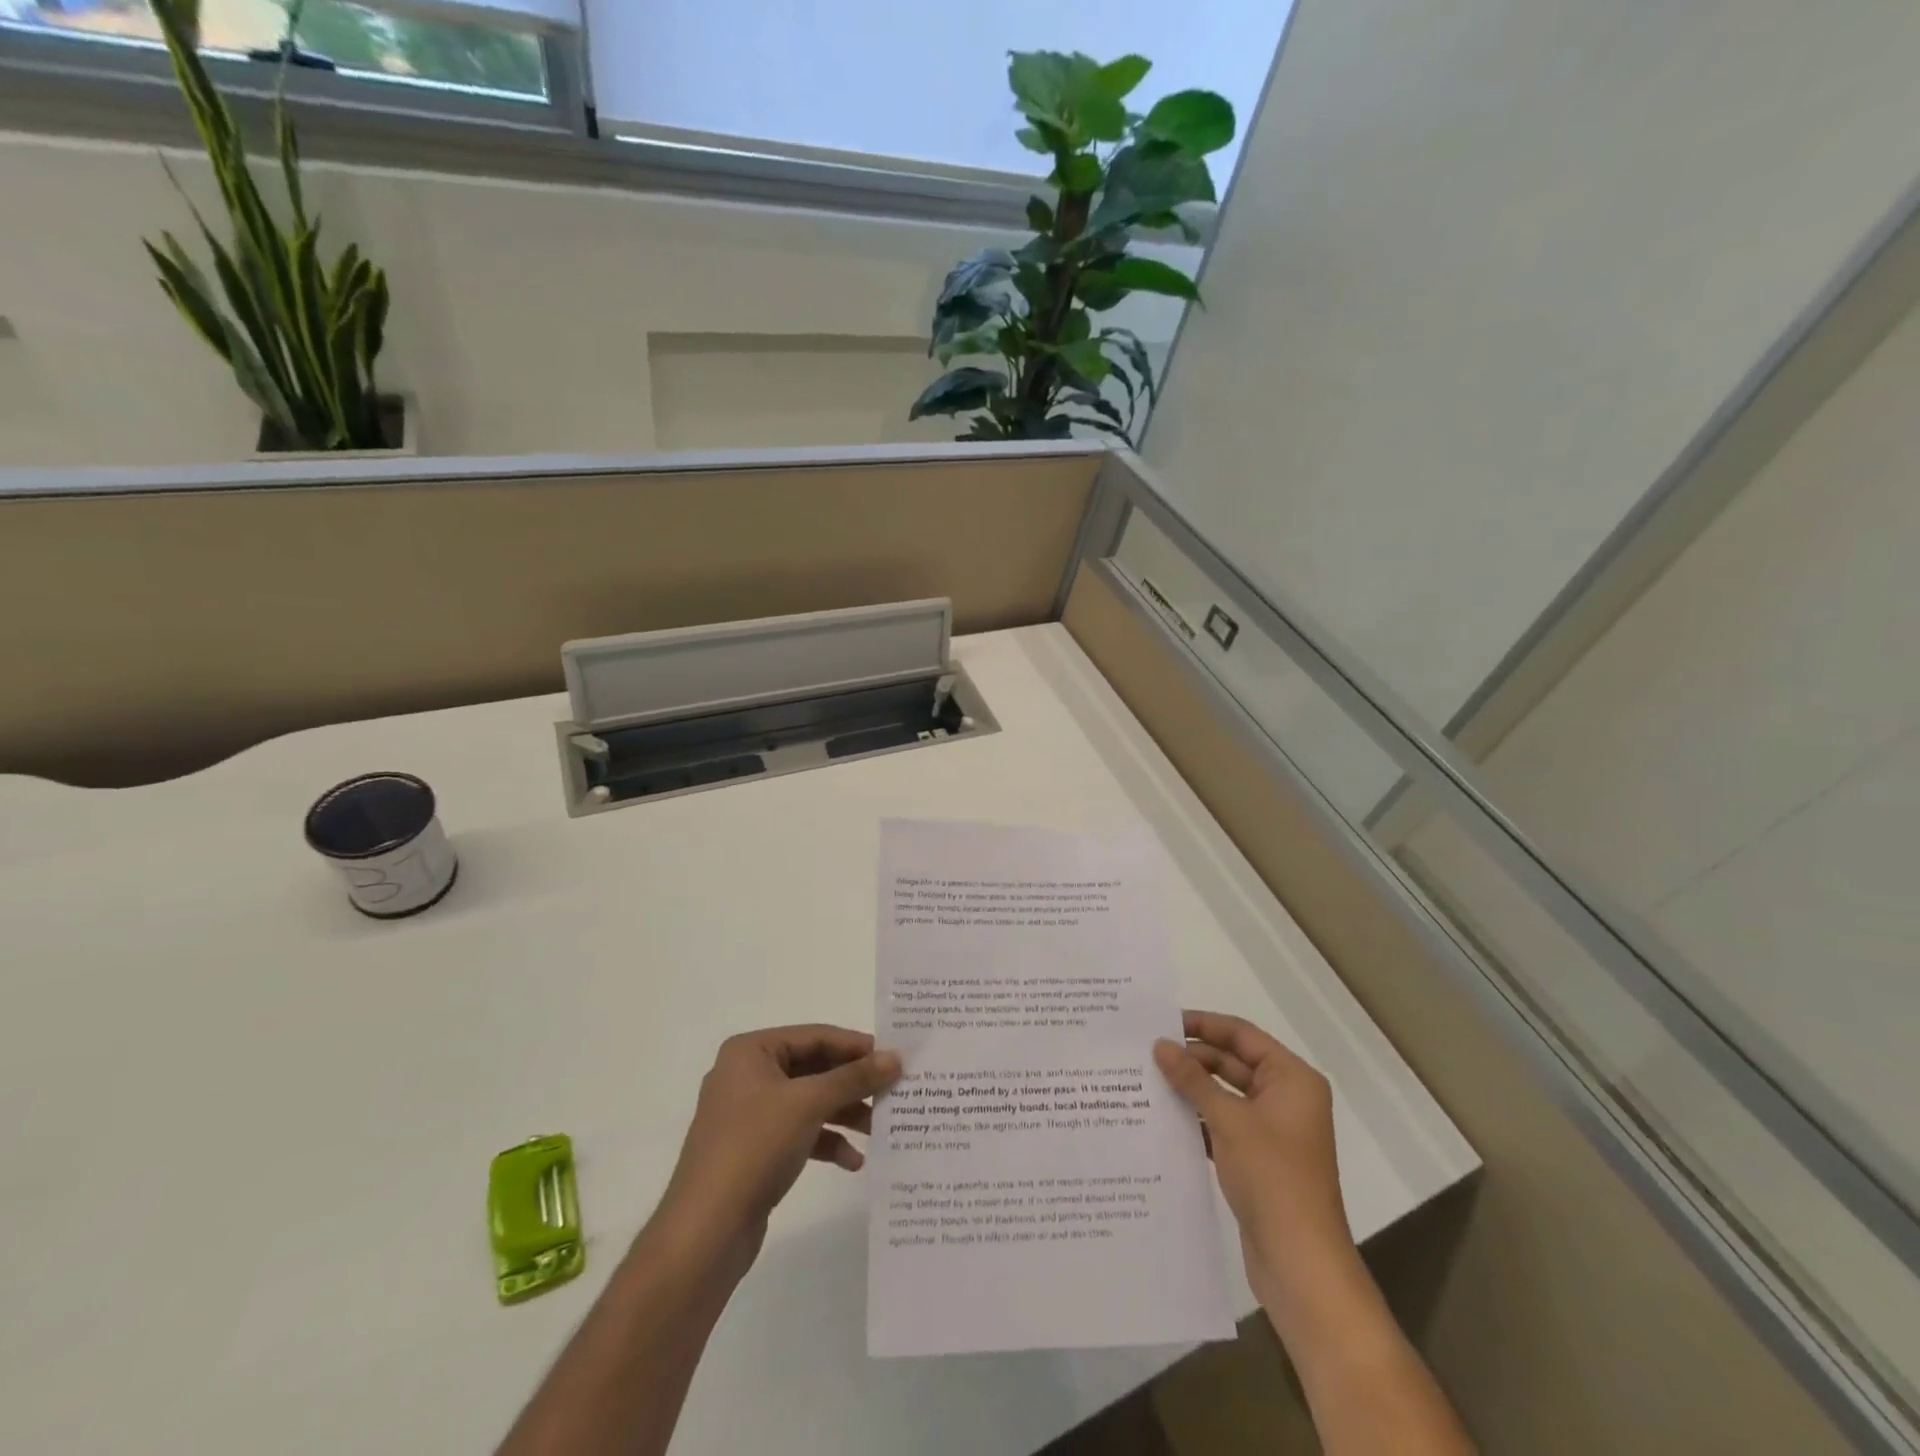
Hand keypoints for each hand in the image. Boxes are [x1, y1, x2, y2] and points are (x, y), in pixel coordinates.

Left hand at [654, 1025, 900, 1264]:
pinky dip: (827, 1141)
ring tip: (880, 1130)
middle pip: (813, 1068)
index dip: (856, 1046)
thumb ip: (854, 1078)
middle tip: (893, 1092)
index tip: (894, 1057)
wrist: (705, 1233)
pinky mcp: (754, 1150)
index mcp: (750, 1051)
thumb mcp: (809, 1104)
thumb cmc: (754, 1148)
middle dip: (853, 1084)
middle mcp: (747, 1076)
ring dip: (845, 1114)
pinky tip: (854, 1161)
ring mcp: (749, 1115)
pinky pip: (799, 1133)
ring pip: (809, 1102)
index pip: (814, 1036)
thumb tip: (895, 1057)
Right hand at [1154, 1011, 1356, 1320]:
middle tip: (1146, 1052)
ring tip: (1146, 1079)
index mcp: (1292, 1079)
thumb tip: (1160, 1045)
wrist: (1301, 1265)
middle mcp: (1286, 1098)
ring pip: (1224, 1095)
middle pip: (1232, 1063)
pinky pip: (1222, 1124)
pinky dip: (1197, 1119)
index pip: (1242, 1035)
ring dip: (1191, 1089)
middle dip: (1192, 1058)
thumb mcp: (1229, 1120)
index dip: (1203, 1025)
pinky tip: (1162, 1118)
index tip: (1162, 1022)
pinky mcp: (1258, 1159)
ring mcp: (1272, 1131)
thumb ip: (1193, 1079)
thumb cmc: (1273, 1178)